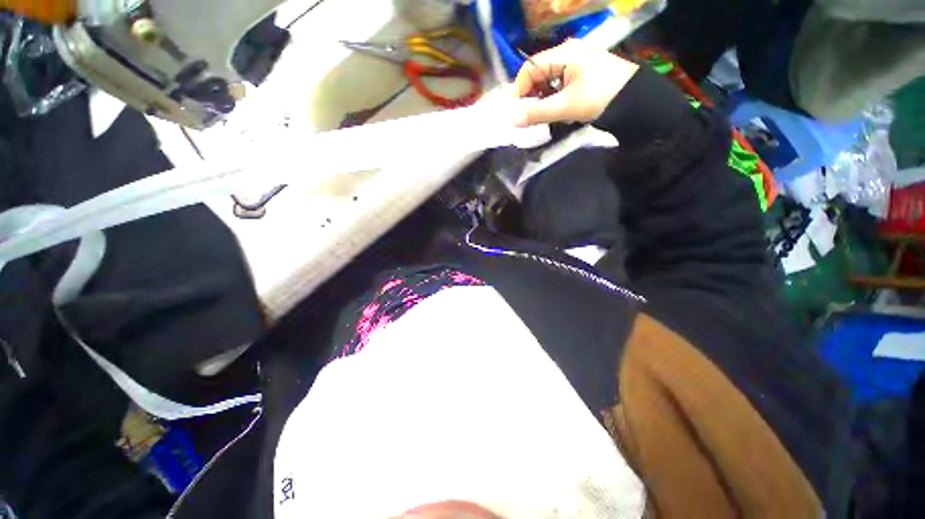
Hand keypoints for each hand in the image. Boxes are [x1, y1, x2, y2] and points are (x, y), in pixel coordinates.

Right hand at [512, 39, 638, 126]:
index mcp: (563, 53)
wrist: (637, 100)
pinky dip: (554, 99)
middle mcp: (568, 53)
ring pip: (548, 81)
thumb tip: (510, 120)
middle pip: (538, 74)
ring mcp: (577, 63)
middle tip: (529, 117)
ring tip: (543, 116)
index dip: (519, 90)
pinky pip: (560, 85)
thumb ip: (536, 113)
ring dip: (542, 100)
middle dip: (531, 96)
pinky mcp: (584, 74)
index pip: (529, 68)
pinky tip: (557, 111)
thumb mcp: (565, 106)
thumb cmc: (599, 97)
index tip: (517, 112)